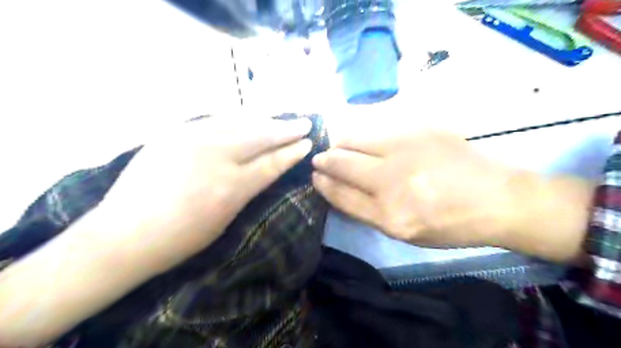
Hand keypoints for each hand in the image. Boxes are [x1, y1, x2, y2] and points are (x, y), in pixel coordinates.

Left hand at [98, 115, 312, 272]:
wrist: (123, 234)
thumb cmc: (180, 239)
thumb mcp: (224, 220)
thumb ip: (246, 189)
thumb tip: (263, 169)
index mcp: (231, 187)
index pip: (272, 162)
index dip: (292, 152)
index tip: (307, 143)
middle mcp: (215, 157)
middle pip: (261, 136)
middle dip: (287, 130)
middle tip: (305, 123)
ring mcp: (192, 139)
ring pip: (240, 122)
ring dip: (265, 120)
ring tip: (280, 119)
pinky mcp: (174, 132)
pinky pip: (215, 120)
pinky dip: (237, 119)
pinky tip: (247, 118)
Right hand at [311, 129, 519, 248]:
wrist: (496, 198)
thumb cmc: (450, 224)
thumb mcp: (405, 233)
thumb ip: (368, 211)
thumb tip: (340, 189)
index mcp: (389, 215)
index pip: (341, 193)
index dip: (323, 183)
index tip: (315, 175)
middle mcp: (392, 180)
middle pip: (342, 163)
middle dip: (324, 160)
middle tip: (320, 158)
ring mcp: (406, 149)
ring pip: (356, 139)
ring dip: (340, 143)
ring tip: (337, 146)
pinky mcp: (420, 129)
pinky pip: (378, 129)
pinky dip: (365, 136)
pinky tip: (365, 140)